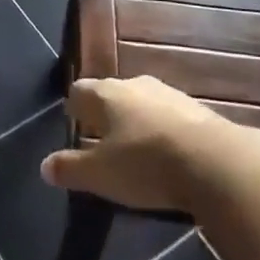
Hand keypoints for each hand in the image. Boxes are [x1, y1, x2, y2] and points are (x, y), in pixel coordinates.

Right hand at [40, 76, 244, 213]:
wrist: (215, 162)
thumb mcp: (100, 175)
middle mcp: (134, 84)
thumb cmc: (145, 164)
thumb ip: (70, 169)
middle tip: (103, 141)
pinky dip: (164, 131)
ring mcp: (169, 94)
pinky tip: (169, 155)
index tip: (73, 126)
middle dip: (106, 114)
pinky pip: (170, 117)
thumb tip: (44, 166)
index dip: (73, 108)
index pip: (79, 90)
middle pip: (112, 94)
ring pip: (143, 103)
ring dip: (137, 122)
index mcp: (106, 94)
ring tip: (136, 150)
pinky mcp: (197, 110)